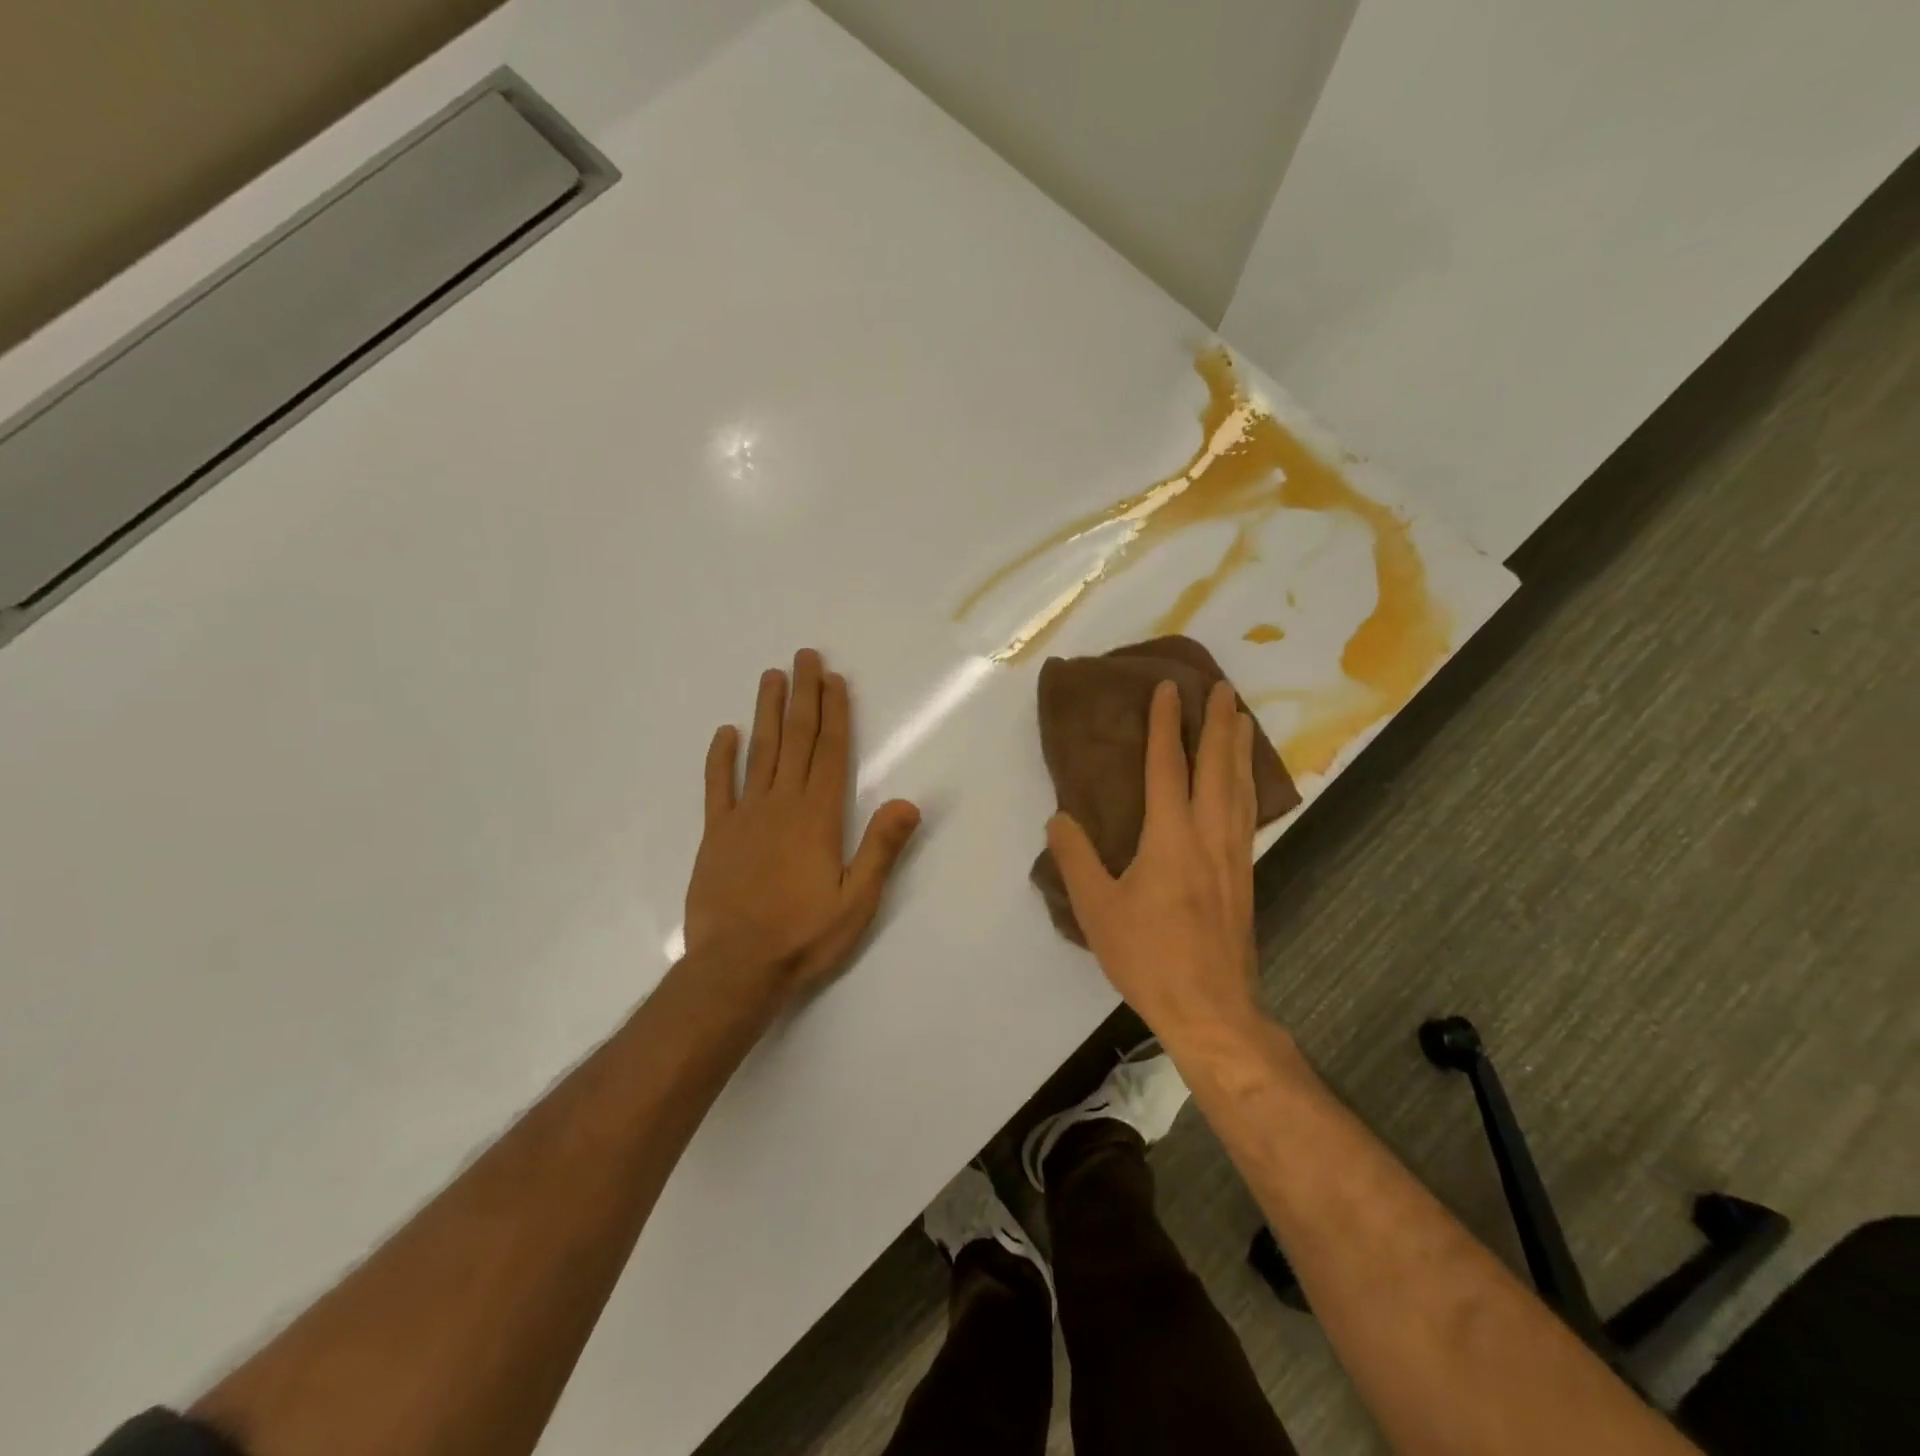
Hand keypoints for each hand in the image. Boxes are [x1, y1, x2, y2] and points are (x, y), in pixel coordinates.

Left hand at [684, 649, 920, 1004]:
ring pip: (759, 752)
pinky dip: (721, 757)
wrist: (735, 969)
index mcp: (818, 817)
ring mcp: (744, 816)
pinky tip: (725, 732)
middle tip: (804, 656)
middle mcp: (781, 804)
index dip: (834, 713)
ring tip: (771, 676)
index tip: (834, 679)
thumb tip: (909, 802)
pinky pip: (718, 787)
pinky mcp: (716, 834)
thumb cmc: (803, 936)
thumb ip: (881, 849)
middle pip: (795, 739)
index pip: (830, 753)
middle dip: (803, 696)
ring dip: (766, 712)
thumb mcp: (857, 901)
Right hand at [1047, 679, 1262, 1044]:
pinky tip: (1245, 785)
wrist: (1211, 1008)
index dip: (1166, 725)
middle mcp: (1210, 836)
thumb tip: (1061, 817)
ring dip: (1240, 749)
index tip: (1168, 689)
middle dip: (1219, 723)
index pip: (1168, 767)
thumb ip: (1076, 858)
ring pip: (1240, 788)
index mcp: (1171, 837)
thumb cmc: (1148, 956)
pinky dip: (1247, 784)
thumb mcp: (1096, 909)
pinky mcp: (1245, 876)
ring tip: (1243, 719)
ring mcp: (1234, 855)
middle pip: (1218, 767)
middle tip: (1223, 687)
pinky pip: (1247, 813)